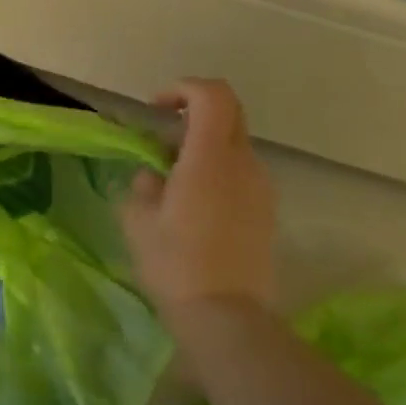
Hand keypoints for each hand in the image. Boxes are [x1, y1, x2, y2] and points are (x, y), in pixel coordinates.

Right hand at [120, 79, 278, 318]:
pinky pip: (241, 175)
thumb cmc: (175, 262)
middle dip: (193, 116)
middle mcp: (244, 163)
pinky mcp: (267, 212)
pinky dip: (217, 174)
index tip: (157, 110)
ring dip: (204, 149)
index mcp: (210, 156)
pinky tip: (195, 209)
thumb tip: (153, 176)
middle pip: (228, 114)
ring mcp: (262, 188)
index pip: (212, 95)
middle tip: (163, 144)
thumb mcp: (138, 220)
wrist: (226, 315)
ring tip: (174, 184)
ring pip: (234, 147)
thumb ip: (143, 185)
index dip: (183, 89)